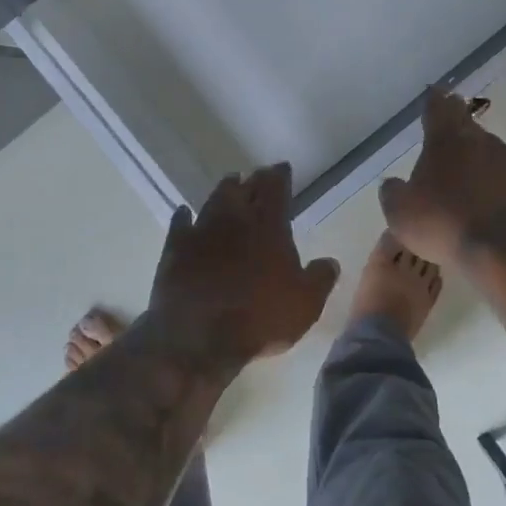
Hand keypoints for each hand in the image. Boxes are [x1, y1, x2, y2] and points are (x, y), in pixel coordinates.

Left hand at [148, 163, 340, 360]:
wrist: (198, 337)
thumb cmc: (260, 318)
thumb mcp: (305, 304)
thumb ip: (320, 278)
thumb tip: (330, 262)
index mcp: (269, 226)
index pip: (275, 188)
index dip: (280, 176)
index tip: (282, 168)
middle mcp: (234, 219)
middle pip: (244, 189)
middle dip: (253, 180)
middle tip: (257, 176)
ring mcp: (201, 231)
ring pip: (214, 200)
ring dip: (224, 190)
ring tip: (230, 184)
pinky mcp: (175, 248)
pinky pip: (181, 223)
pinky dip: (185, 216)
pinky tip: (185, 213)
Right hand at [380, 92, 505, 264]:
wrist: (505, 248)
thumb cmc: (444, 225)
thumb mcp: (401, 214)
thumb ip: (393, 193)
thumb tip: (392, 183)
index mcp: (442, 143)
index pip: (436, 110)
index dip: (433, 100)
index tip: (434, 91)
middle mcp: (477, 141)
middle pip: (465, 121)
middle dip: (457, 114)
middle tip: (454, 108)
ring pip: (491, 142)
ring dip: (481, 144)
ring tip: (474, 148)